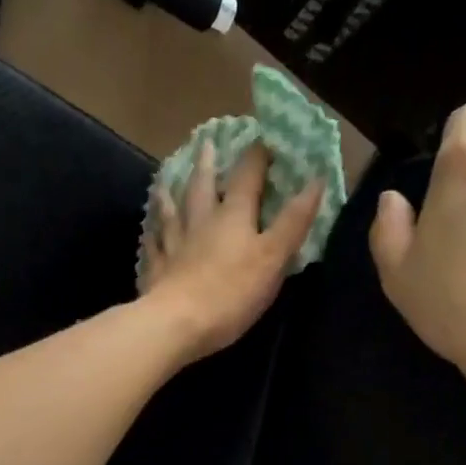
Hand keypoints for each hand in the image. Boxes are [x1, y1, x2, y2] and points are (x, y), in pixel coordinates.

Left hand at [140, 140, 324, 361]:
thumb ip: (294, 221)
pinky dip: (152, 237)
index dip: (257, 157)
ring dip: (170, 194)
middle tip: (206, 143)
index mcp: (233, 215)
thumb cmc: (231, 292)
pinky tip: (148, 234)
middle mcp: (201, 222)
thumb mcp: (273, 257)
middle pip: (203, 186)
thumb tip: (317, 180)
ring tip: (164, 181)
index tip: (263, 140)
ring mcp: (174, 246)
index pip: (247, 176)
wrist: (177, 324)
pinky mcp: (156, 272)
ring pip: (172, 212)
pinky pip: (153, 247)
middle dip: (208, 165)